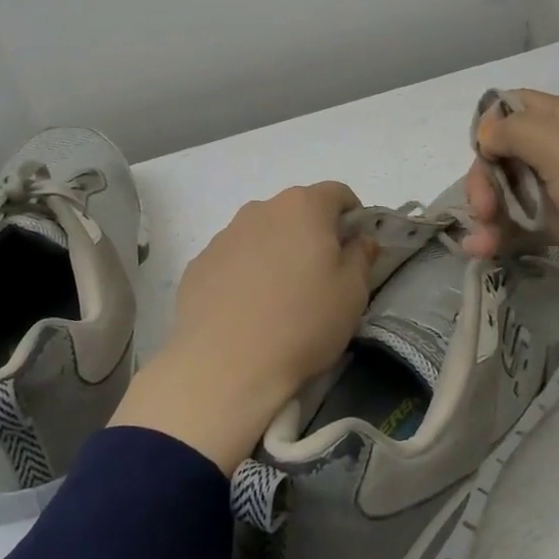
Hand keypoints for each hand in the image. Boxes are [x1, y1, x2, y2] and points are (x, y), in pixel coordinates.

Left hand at [111, 182, 376, 471]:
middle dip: (312, 234)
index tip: (355, 247)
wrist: (225, 365)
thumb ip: (361, 256)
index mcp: (303, 207)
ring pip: (261, 234)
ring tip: (279, 298)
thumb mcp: (352, 292)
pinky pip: (232, 260)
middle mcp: (261, 209)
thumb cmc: (303, 322)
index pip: (337, 193)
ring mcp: (224, 235)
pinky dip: (244, 274)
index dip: (352, 216)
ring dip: (275, 252)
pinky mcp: (198, 264)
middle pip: (296, 211)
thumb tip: (359, 240)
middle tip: (320, 277)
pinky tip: (247, 311)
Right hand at [462, 90, 558, 302]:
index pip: (512, 108)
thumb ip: (515, 132)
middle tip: (482, 210)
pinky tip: (485, 252)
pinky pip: (526, 226)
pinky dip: (503, 236)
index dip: (489, 127)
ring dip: (487, 215)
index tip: (482, 155)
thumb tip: (487, 134)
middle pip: (504, 156)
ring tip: (478, 246)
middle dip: (483, 181)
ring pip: (511, 194)